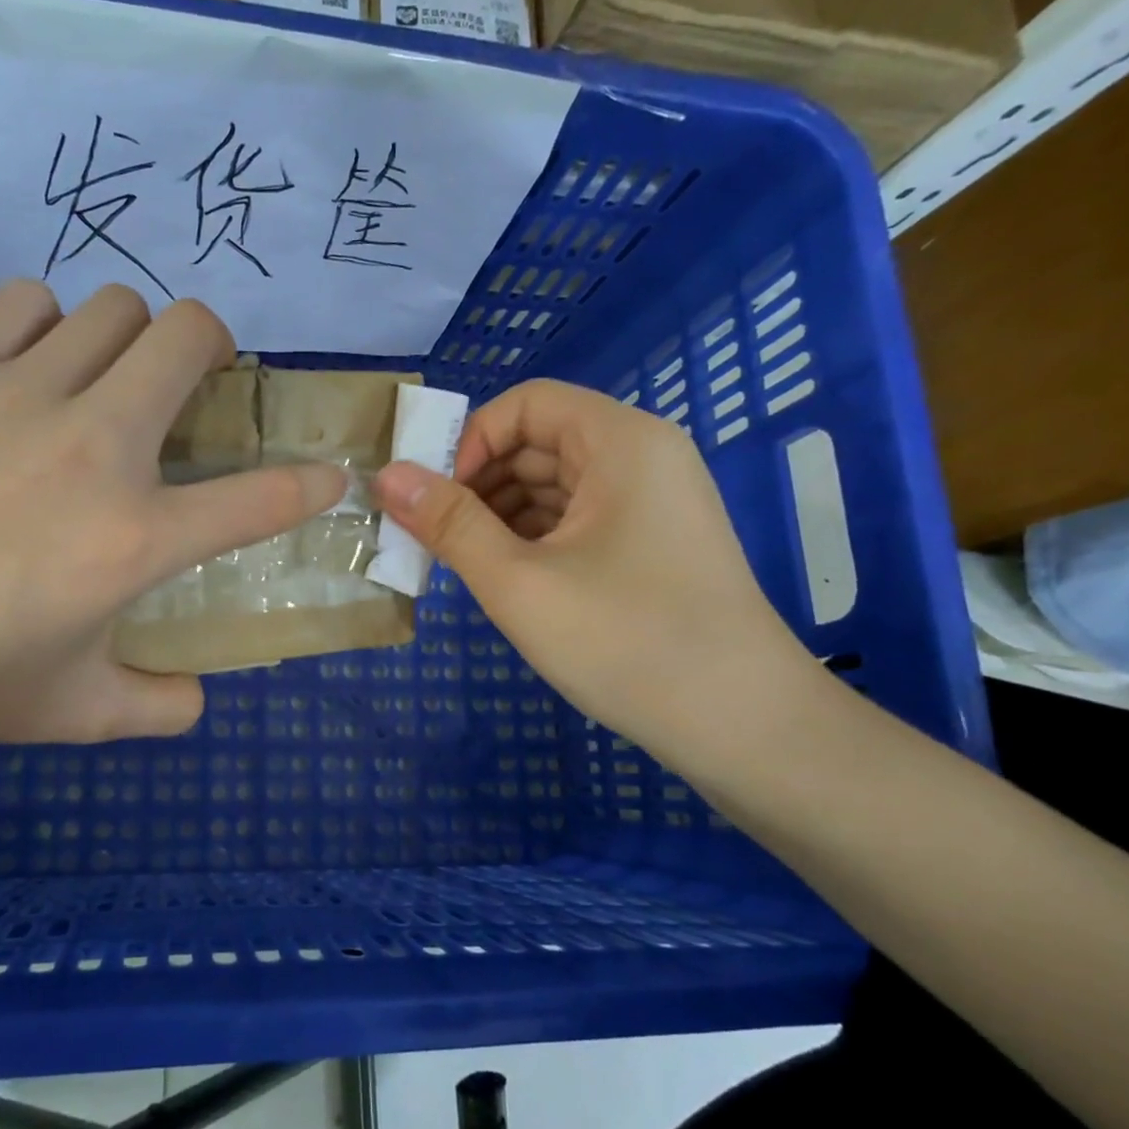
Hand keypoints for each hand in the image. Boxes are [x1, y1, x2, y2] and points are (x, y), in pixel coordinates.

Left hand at [0, 281, 345, 748]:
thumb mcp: (78, 713)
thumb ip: (160, 708)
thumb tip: (200, 696)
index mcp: (134, 538)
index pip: (261, 498)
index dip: (311, 483)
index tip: (330, 476)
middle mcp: (94, 448)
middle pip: (189, 335)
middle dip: (214, 349)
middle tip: (195, 384)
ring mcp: (18, 394)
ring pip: (113, 307)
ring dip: (130, 339)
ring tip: (105, 379)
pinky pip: (25, 302)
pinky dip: (47, 325)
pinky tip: (29, 370)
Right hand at [372, 379, 807, 750]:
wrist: (742, 725)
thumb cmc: (625, 641)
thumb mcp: (519, 582)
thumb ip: (449, 524)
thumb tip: (386, 476)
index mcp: (620, 442)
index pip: (526, 404)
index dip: (470, 440)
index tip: (434, 498)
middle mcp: (642, 457)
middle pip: (539, 443)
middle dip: (479, 484)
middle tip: (434, 538)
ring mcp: (652, 504)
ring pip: (555, 486)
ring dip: (500, 517)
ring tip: (463, 565)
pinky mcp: (652, 545)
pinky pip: (578, 521)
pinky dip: (533, 540)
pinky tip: (507, 580)